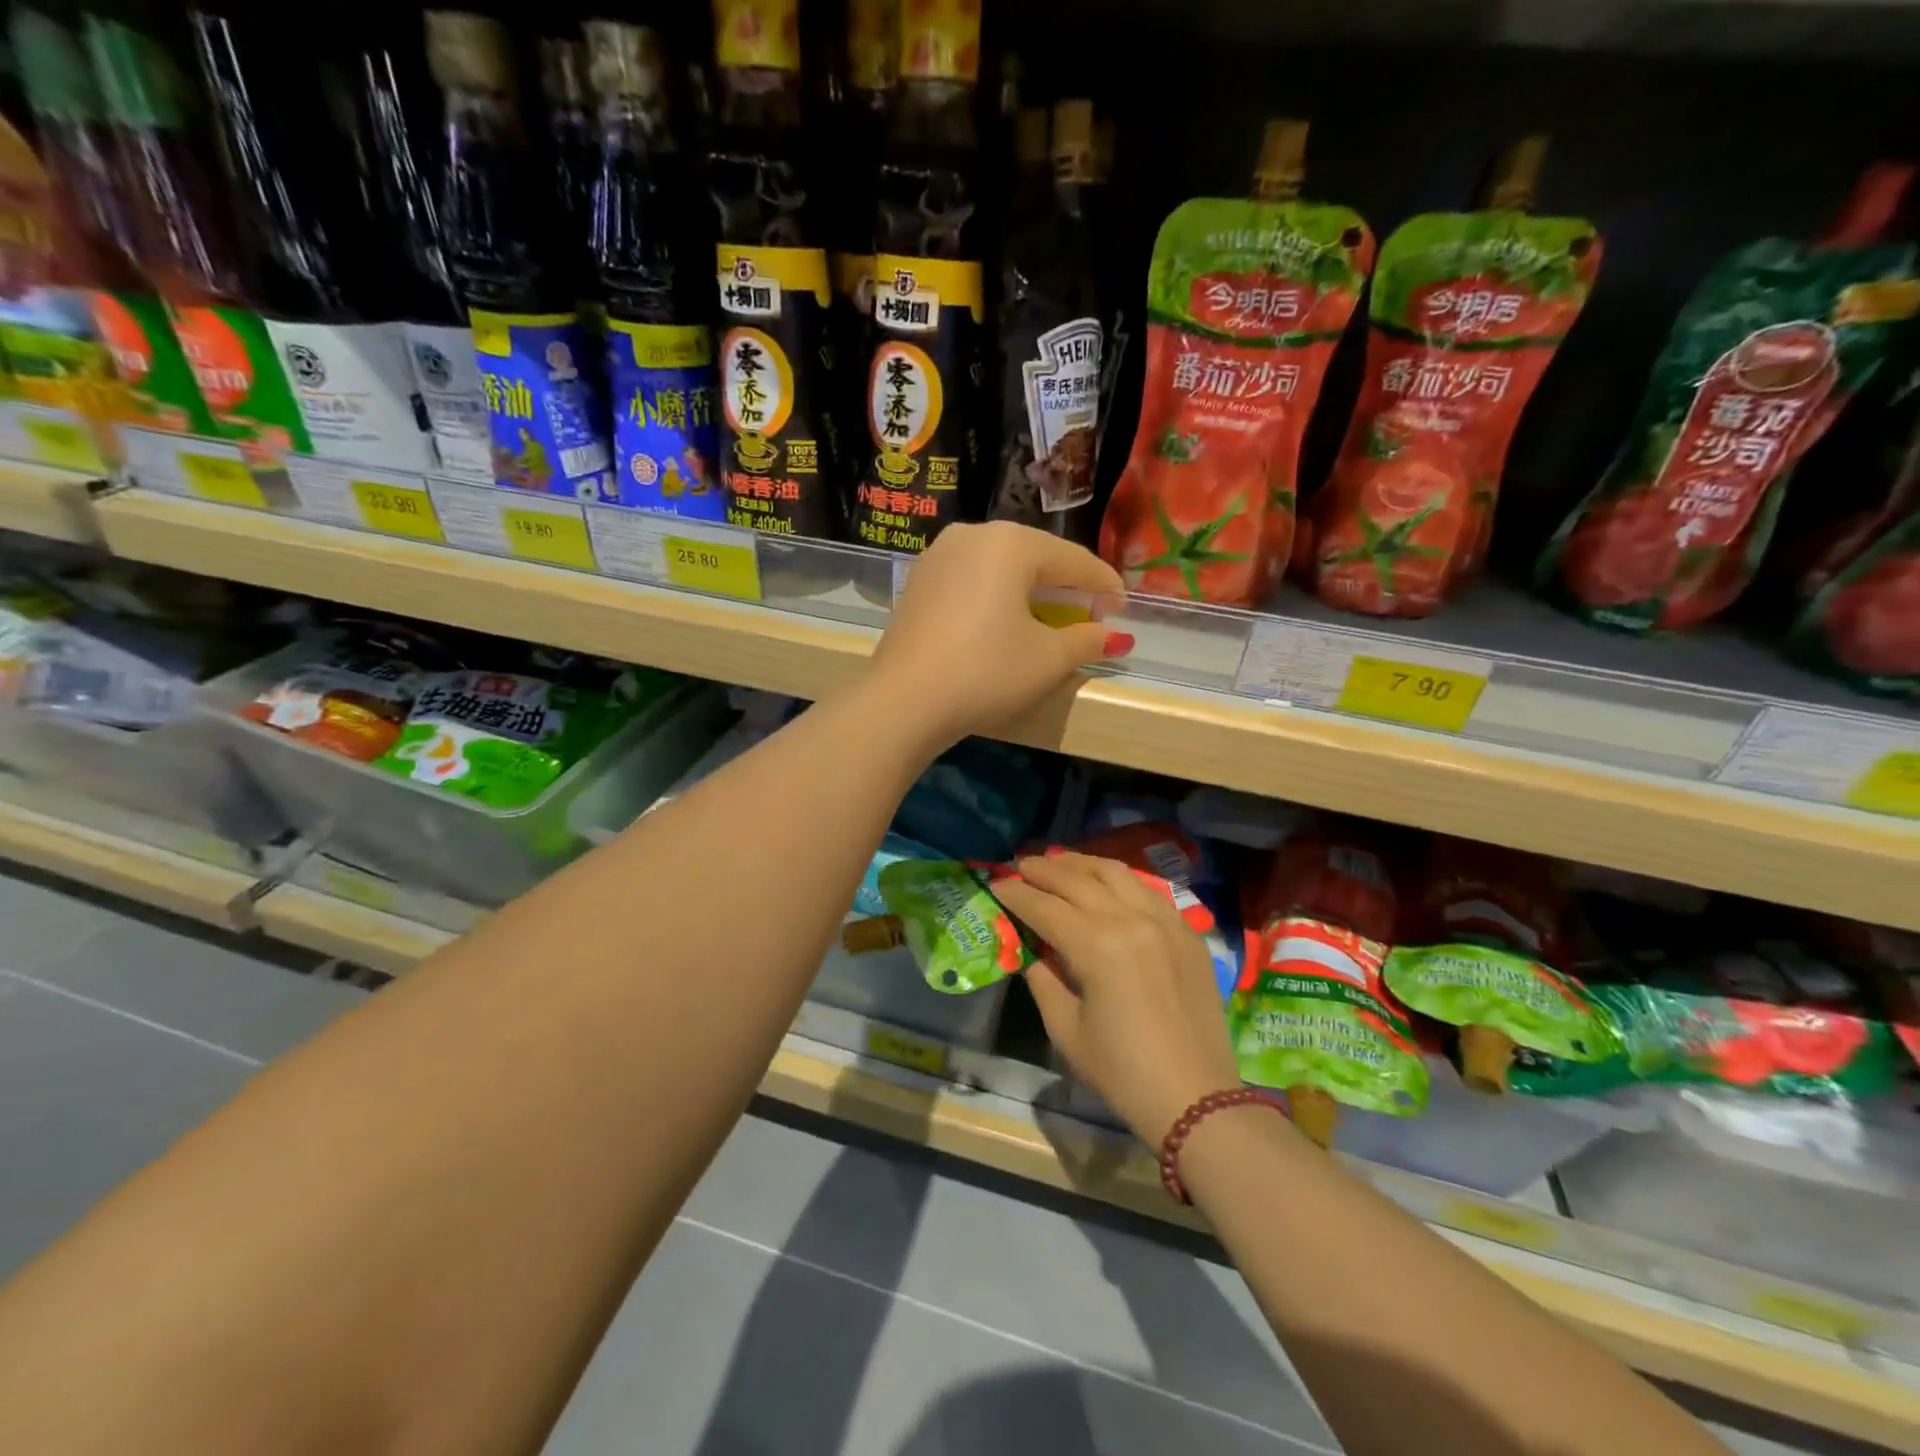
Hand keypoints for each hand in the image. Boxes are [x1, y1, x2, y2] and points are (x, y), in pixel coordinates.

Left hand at [869, 522, 1129, 750]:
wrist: (904, 701)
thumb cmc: (986, 672)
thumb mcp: (1048, 659)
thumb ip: (1087, 640)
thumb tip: (1114, 637)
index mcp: (1010, 542)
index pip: (1072, 560)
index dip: (1103, 585)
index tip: (1122, 609)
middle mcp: (972, 535)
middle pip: (1035, 556)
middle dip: (1066, 585)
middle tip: (1090, 614)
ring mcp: (938, 556)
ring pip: (1000, 567)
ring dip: (1030, 590)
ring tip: (1050, 617)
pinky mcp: (918, 582)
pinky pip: (972, 580)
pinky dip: (996, 596)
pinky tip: (1005, 621)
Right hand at [990, 851, 1241, 1148]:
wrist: (1196, 1097)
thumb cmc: (1122, 1072)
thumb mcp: (1066, 1030)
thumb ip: (1043, 980)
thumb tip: (1031, 951)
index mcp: (1096, 945)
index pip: (1044, 906)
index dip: (1016, 893)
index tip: (996, 883)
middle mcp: (1130, 919)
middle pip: (1077, 879)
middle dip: (1043, 869)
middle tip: (1019, 865)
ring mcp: (1164, 920)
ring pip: (1116, 872)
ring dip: (1081, 864)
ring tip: (1058, 863)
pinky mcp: (1186, 931)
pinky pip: (1147, 889)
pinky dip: (1118, 880)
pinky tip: (1105, 884)